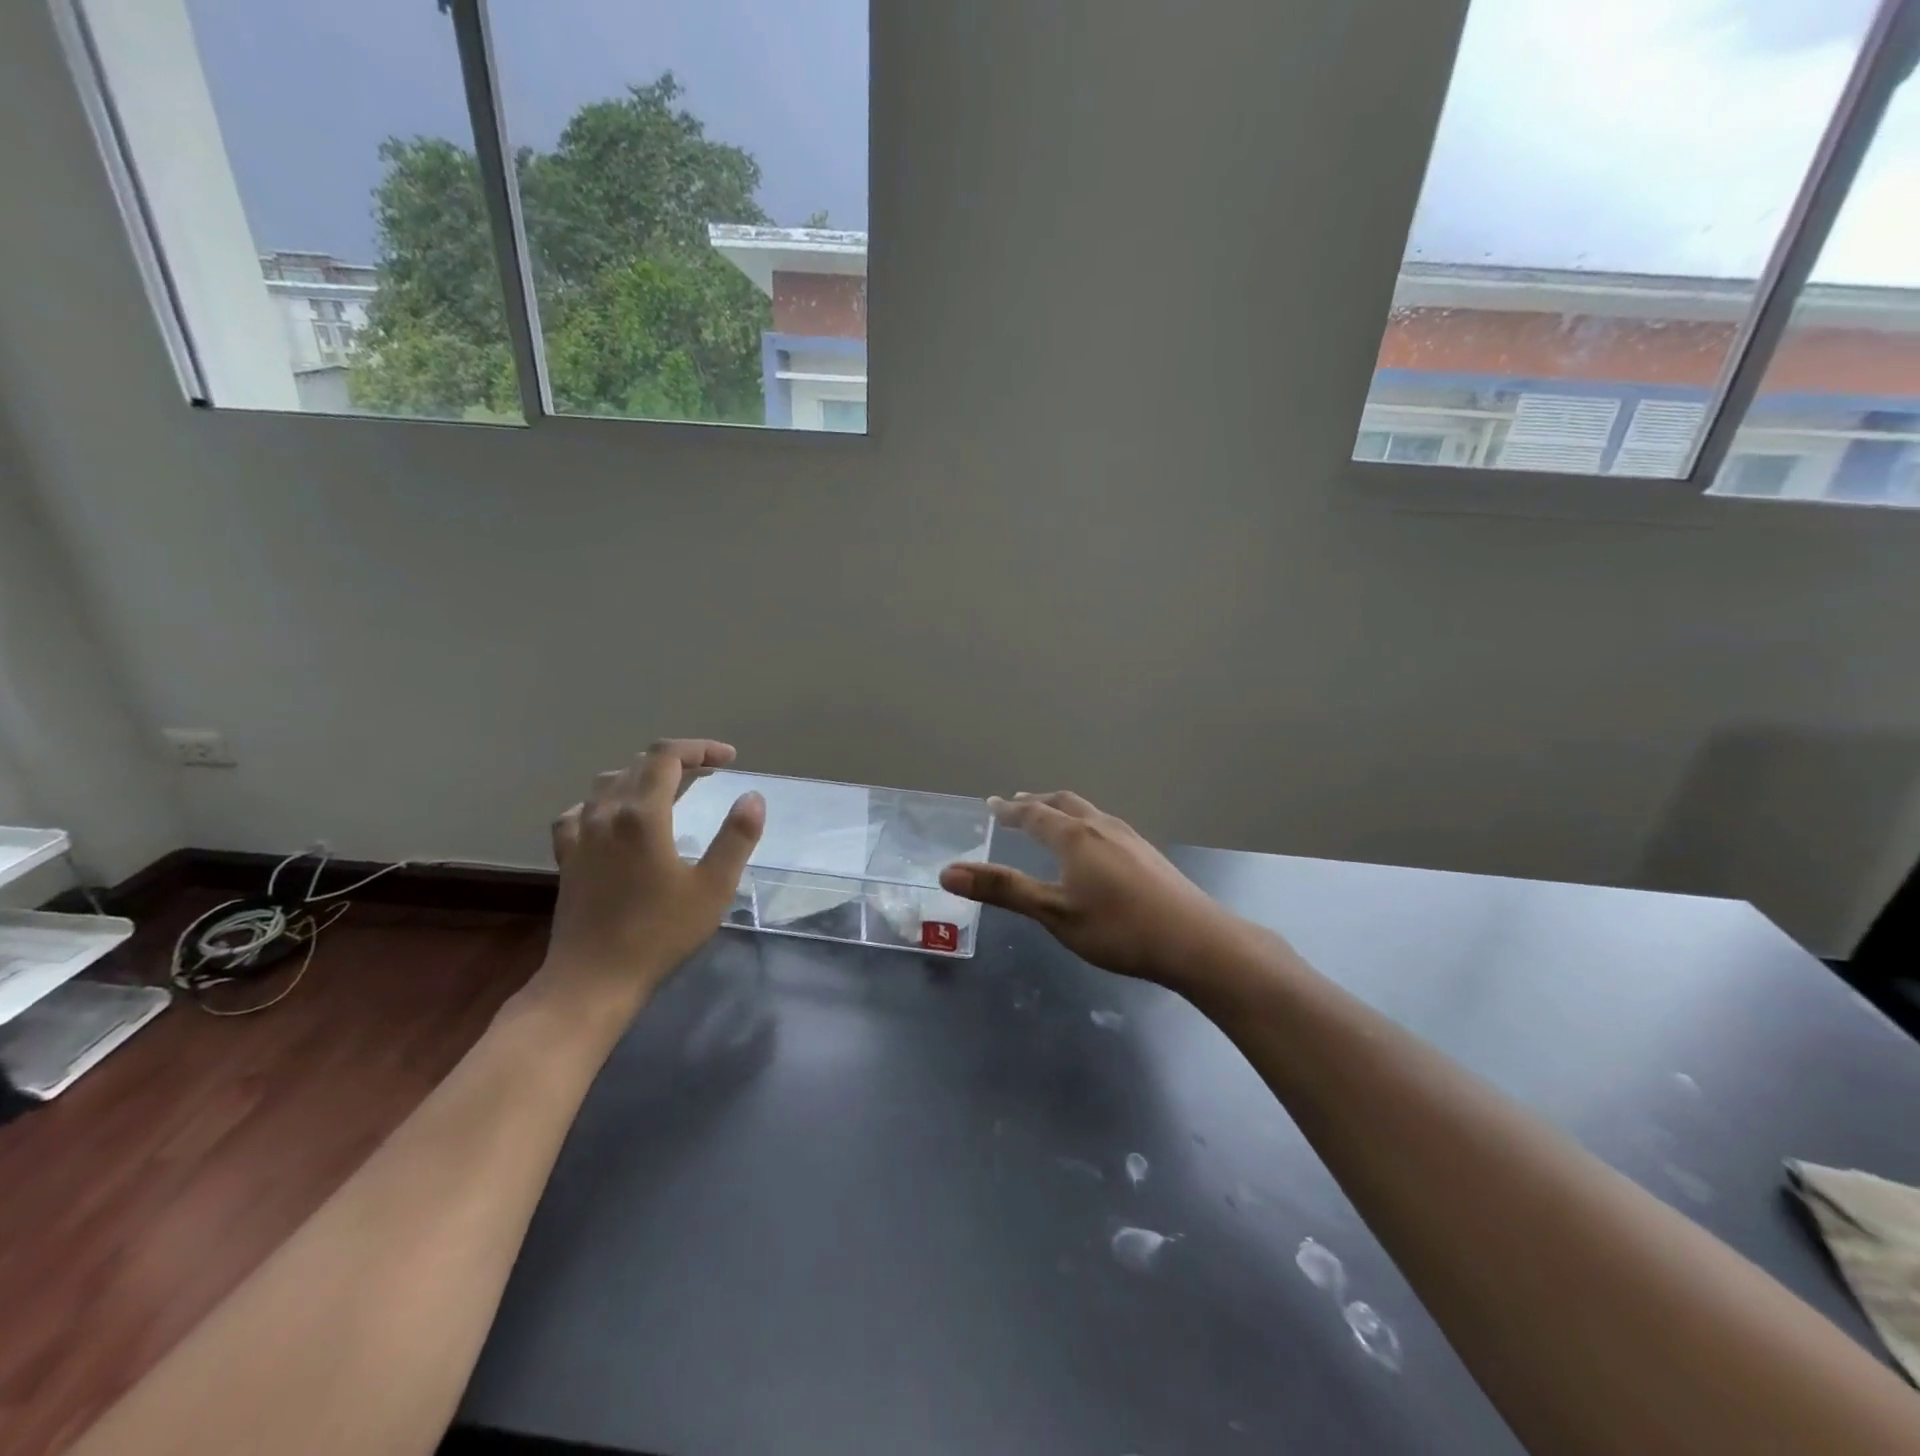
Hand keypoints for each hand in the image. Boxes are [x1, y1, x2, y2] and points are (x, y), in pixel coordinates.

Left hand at [532, 740, 764, 1026]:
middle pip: (639, 764)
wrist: (593, 979)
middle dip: (678, 760)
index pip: (667, 756)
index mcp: (642, 814)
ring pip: (609, 783)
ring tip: (670, 790)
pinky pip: (582, 810)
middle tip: (710, 774)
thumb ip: (736, 837)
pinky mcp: (567, 856)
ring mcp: (581, 834)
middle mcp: (606, 813)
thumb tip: (752, 796)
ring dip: (643, 776)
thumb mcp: (713, 887)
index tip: (728, 760)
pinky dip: (606, 802)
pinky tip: (615, 818)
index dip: (699, 749)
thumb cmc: (659, 933)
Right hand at [940, 791, 1237, 985]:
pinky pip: (1106, 826)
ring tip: (1052, 820)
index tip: (992, 804)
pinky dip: (1085, 825)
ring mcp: (1130, 838)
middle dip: (1037, 802)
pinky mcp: (1149, 855)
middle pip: (1064, 804)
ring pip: (1088, 813)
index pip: (1033, 813)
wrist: (1195, 940)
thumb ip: (1003, 890)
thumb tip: (947, 871)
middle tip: (1017, 804)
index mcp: (1074, 836)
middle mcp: (1101, 827)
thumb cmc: (1117, 927)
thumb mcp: (1053, 913)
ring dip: (1063, 811)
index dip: (1009, 809)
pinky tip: (1094, 849)